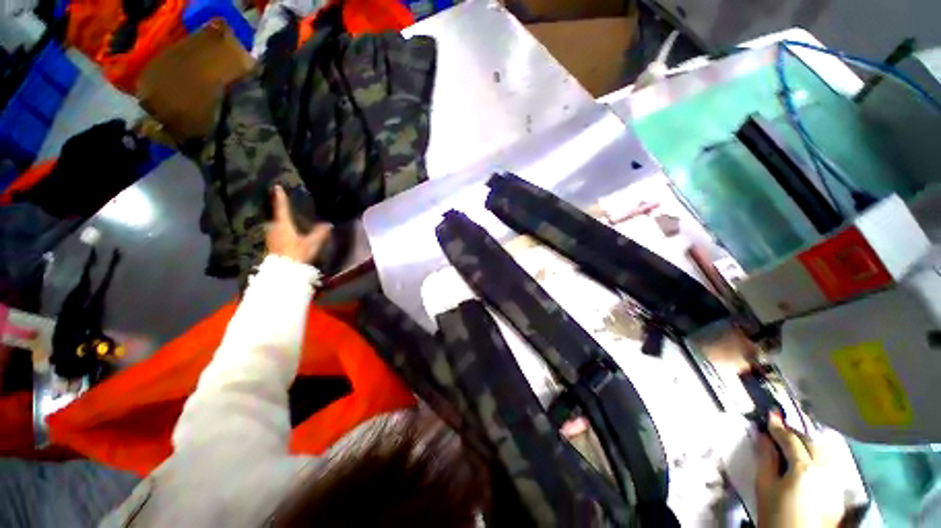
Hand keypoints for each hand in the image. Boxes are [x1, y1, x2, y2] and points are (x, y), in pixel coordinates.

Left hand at [266, 185, 330, 263]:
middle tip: (285, 207)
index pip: (282, 208)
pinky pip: (276, 232)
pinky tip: (286, 233)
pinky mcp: (271, 244)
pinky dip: (280, 230)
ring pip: (276, 225)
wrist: (283, 270)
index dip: (280, 197)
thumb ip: (319, 233)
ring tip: (288, 221)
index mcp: (283, 224)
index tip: (277, 187)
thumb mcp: (311, 243)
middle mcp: (274, 227)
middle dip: (281, 211)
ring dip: (281, 222)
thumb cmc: (297, 253)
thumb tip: (328, 224)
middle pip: (277, 216)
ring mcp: (271, 236)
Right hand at [756, 414, 843, 527]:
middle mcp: (824, 470)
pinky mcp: (839, 490)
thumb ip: (765, 458)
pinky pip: (830, 464)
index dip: (778, 427)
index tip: (769, 415)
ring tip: (795, 441)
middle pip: (811, 442)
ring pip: (824, 451)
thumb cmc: (775, 514)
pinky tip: (810, 459)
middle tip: (780, 428)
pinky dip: (819, 455)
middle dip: (795, 433)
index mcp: (804, 468)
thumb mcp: (764, 486)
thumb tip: (763, 436)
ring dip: (808, 442)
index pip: (791, 440)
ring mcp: (835, 480)